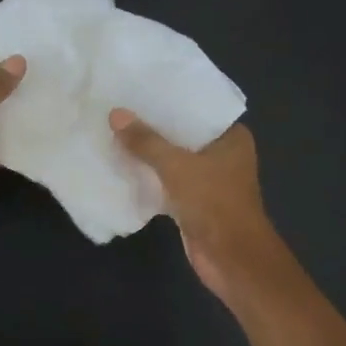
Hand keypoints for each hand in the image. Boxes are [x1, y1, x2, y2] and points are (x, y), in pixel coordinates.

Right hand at [110, 110, 284, 306]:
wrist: (231, 258)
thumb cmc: (214, 203)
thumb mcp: (177, 166)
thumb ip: (146, 141)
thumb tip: (116, 114)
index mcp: (231, 137)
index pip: (198, 109)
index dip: (170, 99)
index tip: (139, 86)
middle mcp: (222, 154)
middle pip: (182, 134)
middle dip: (153, 126)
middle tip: (118, 106)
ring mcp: (208, 180)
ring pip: (173, 160)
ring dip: (148, 153)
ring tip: (114, 131)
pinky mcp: (194, 202)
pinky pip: (167, 182)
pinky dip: (148, 177)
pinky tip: (121, 166)